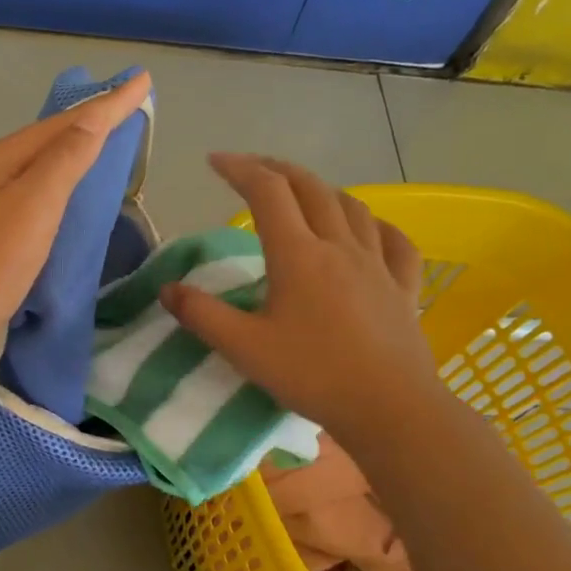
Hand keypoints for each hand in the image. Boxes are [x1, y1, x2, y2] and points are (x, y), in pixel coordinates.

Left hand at [0, 73, 151, 379]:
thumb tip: (91, 118)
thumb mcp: (32, 209)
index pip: (63, 124)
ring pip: (26, 172)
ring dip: (62, 159)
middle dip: (83, 125)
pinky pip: (16, 202)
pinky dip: (44, 194)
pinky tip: (52, 206)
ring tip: (95, 152)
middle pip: (41, 142)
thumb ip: (64, 161)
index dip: (107, 104)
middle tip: (122, 112)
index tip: (143, 81)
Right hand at [160, 153, 437, 441]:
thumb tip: (168, 289)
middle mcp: (339, 246)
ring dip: (321, 189)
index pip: (267, 192)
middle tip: (252, 169)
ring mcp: (377, 263)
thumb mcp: (244, 348)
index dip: (240, 169)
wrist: (389, 408)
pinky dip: (374, 223)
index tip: (215, 162)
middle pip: (310, 188)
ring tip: (302, 193)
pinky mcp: (402, 286)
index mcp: (298, 255)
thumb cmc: (312, 375)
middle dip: (277, 169)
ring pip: (351, 207)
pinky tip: (368, 228)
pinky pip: (393, 240)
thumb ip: (201, 315)